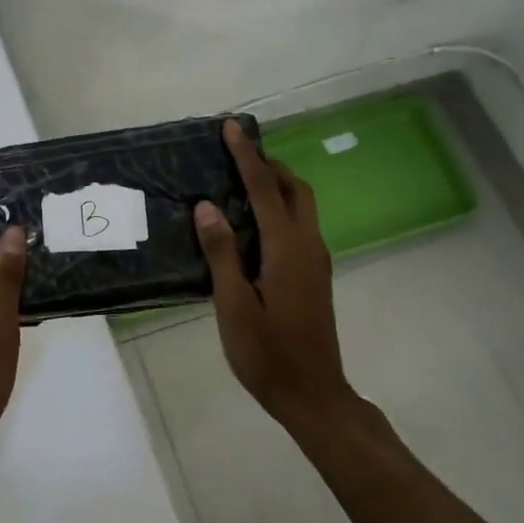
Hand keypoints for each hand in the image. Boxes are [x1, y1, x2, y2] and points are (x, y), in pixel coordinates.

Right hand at [195, 120, 355, 423]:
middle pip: (296, 189)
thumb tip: (207, 207)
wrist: (313, 395)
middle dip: (269, 165)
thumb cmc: (267, 354)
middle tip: (236, 153)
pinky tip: (253, 222)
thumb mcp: (234, 306)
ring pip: (302, 206)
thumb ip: (222, 254)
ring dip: (276, 184)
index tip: (232, 127)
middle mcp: (309, 246)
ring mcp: (316, 261)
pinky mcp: (314, 275)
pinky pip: (299, 225)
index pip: (265, 190)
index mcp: (287, 250)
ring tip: (241, 179)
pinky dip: (280, 207)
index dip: (247, 157)